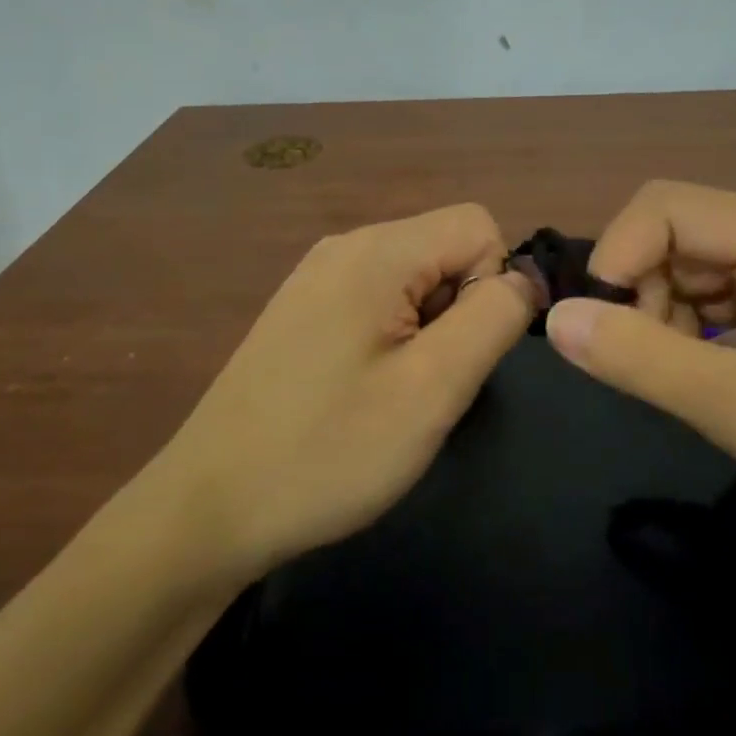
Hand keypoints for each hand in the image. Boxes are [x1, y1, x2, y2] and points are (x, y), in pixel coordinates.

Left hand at [157, 205, 536, 581]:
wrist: (209, 508)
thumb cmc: (329, 451)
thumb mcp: (433, 388)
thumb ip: (493, 318)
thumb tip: (525, 278)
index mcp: (376, 251)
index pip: (478, 226)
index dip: (492, 287)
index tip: (458, 353)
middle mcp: (346, 245)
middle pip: (445, 248)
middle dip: (459, 310)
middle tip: (425, 382)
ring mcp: (318, 275)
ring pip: (416, 277)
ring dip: (428, 329)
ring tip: (393, 392)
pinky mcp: (304, 307)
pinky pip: (379, 299)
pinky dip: (393, 337)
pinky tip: (362, 391)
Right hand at [544, 181, 735, 559]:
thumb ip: (644, 360)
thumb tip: (555, 319)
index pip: (664, 208)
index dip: (617, 257)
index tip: (601, 329)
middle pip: (672, 235)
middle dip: (640, 293)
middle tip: (646, 364)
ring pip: (685, 269)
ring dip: (661, 318)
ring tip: (683, 382)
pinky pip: (710, 300)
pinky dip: (688, 335)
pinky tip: (708, 380)